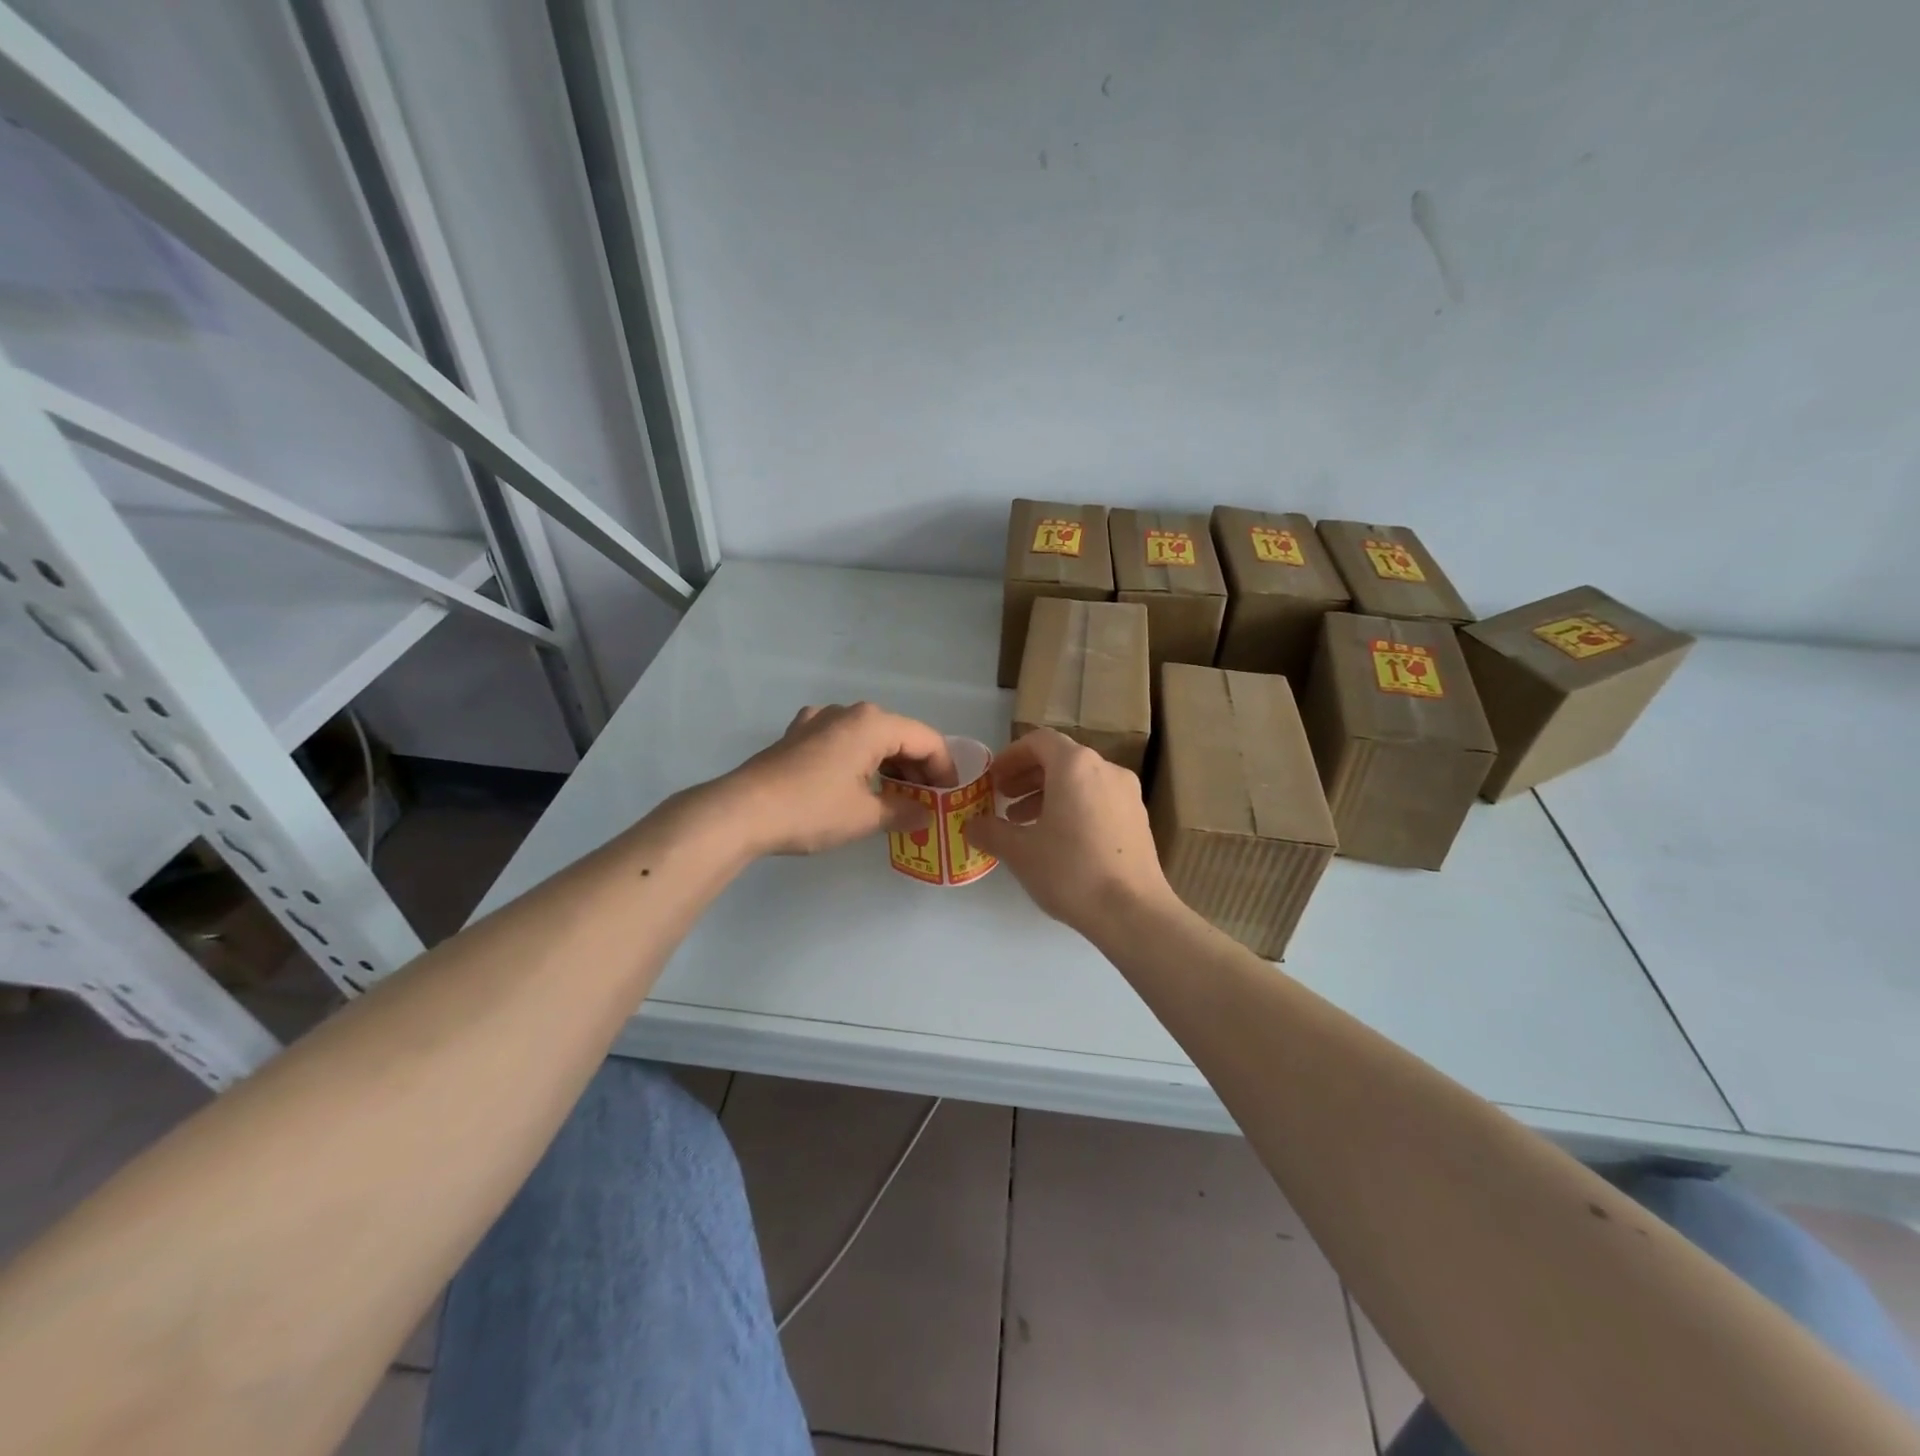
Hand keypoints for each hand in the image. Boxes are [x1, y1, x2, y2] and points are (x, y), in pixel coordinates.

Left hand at [725, 703, 955, 855]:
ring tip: (895, 797)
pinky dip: (859, 759)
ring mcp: (819, 719)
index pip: (927, 740)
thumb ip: (904, 812)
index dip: (944, 770)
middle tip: (926, 802)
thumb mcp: (865, 817)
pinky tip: (855, 783)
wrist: (742, 812)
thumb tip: (924, 816)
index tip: (948, 799)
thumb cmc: (812, 810)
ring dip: (889, 764)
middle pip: (899, 734)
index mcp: (873, 723)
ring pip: (870, 737)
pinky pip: (842, 740)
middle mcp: (849, 712)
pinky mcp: (798, 734)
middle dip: (917, 768)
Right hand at [964, 729, 1176, 933]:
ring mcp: (1127, 794)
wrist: (1133, 912)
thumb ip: (991, 831)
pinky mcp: (1138, 819)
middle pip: (1060, 759)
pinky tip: (1058, 840)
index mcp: (1075, 765)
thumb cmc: (1071, 871)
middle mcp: (1106, 769)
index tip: (993, 779)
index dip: (1011, 756)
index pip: (1038, 741)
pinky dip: (1073, 807)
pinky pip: (1098, 799)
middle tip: (1003, 799)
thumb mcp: (1020, 852)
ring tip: (1024, 823)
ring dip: (1048, 794)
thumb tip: (971, 825)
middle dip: (1027, 777)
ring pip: (1080, 781)